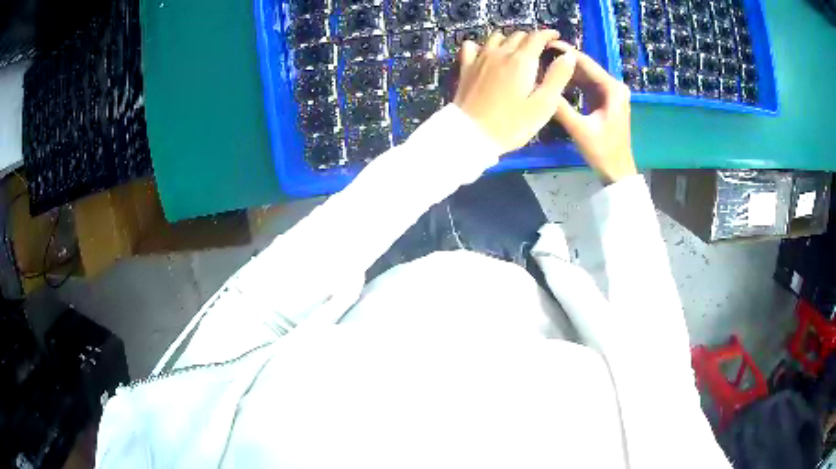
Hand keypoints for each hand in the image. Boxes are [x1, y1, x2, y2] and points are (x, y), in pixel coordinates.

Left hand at [454, 30, 576, 152]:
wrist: (471, 134)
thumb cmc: (512, 124)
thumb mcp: (543, 105)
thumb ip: (557, 77)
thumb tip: (567, 55)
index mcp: (522, 61)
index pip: (537, 37)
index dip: (548, 35)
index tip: (556, 37)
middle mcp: (500, 53)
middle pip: (517, 35)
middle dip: (531, 39)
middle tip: (539, 50)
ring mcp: (480, 58)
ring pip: (496, 37)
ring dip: (509, 40)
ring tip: (516, 51)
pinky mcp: (466, 67)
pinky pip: (471, 46)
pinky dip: (481, 45)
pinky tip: (485, 53)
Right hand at [550, 41, 636, 184]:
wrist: (617, 171)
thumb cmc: (603, 152)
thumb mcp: (579, 130)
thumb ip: (560, 107)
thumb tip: (538, 87)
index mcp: (612, 88)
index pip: (585, 63)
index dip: (564, 53)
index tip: (543, 45)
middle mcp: (614, 86)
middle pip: (585, 66)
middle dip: (563, 61)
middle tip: (538, 56)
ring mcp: (611, 93)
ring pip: (584, 75)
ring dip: (566, 72)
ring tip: (543, 66)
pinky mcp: (606, 100)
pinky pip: (586, 85)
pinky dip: (572, 83)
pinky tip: (556, 81)